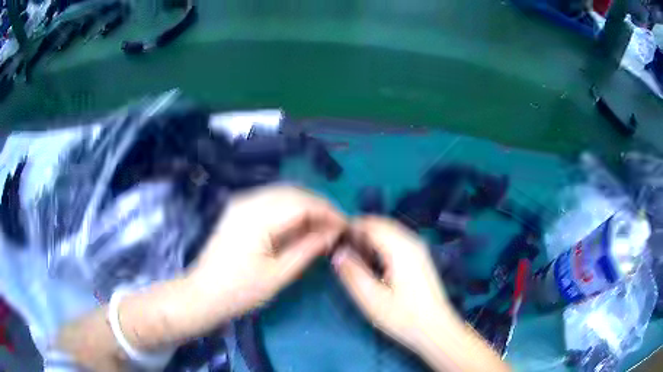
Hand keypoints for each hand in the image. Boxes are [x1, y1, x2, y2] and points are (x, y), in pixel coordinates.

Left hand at [187, 185, 345, 321]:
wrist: (204, 293)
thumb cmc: (240, 290)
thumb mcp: (279, 274)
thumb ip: (308, 248)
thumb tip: (334, 232)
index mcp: (257, 217)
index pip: (302, 203)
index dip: (328, 212)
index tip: (346, 226)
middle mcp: (248, 201)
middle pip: (294, 192)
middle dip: (319, 206)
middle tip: (336, 227)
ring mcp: (241, 202)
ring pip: (283, 193)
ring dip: (306, 206)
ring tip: (322, 226)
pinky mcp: (238, 208)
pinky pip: (271, 199)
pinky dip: (290, 208)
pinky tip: (299, 224)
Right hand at [331, 217, 453, 350]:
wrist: (435, 328)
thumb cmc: (402, 316)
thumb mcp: (371, 298)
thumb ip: (352, 272)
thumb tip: (338, 252)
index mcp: (400, 248)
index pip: (371, 224)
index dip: (351, 227)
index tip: (335, 239)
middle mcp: (412, 241)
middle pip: (382, 224)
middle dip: (360, 232)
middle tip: (344, 249)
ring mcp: (419, 248)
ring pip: (390, 231)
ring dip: (371, 238)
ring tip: (356, 257)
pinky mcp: (420, 257)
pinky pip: (397, 240)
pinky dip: (382, 244)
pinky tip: (375, 263)